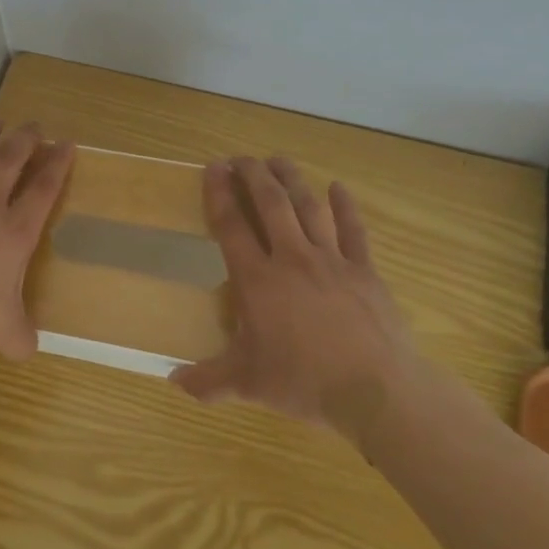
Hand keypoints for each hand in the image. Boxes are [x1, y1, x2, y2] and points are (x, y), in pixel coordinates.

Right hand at [171, 156, 416, 430]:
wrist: (375, 390)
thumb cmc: (304, 382)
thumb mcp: (248, 384)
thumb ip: (208, 380)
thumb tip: (173, 381)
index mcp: (258, 280)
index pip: (231, 226)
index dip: (219, 194)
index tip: (213, 168)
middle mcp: (292, 258)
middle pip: (270, 203)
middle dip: (254, 175)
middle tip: (242, 158)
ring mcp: (331, 260)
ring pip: (309, 207)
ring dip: (292, 180)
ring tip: (278, 160)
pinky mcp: (364, 270)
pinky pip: (353, 229)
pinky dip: (345, 206)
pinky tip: (338, 187)